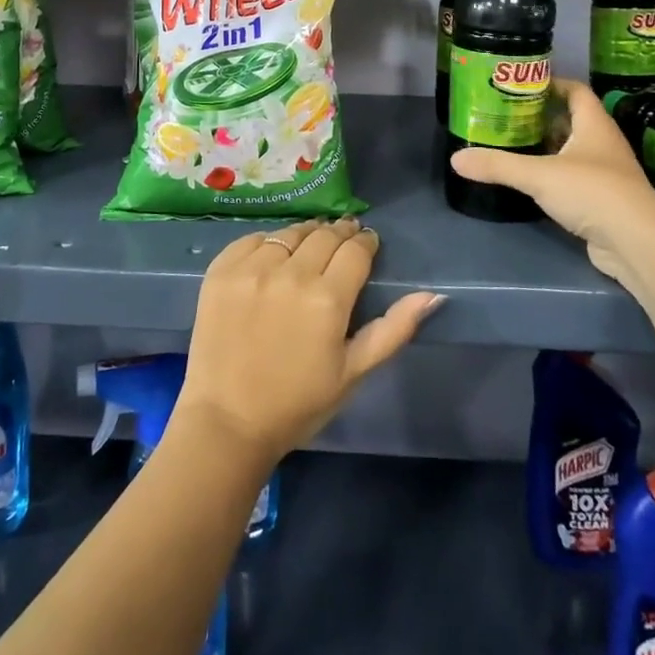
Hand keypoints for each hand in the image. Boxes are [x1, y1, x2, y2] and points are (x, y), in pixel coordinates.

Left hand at [176, 218, 441, 465]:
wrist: (228, 421)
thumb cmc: (298, 403)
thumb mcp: (354, 372)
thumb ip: (394, 329)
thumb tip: (433, 295)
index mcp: (327, 299)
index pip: (355, 250)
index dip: (366, 242)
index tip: (368, 243)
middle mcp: (290, 273)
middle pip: (324, 235)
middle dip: (341, 233)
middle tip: (345, 239)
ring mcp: (252, 269)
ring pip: (290, 233)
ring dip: (307, 234)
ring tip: (312, 244)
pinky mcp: (221, 271)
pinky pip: (253, 239)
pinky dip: (269, 243)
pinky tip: (275, 256)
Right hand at [449, 79, 654, 287]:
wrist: (638, 244)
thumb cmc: (593, 192)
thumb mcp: (539, 175)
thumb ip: (498, 165)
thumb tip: (456, 159)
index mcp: (595, 124)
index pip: (576, 90)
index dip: (551, 83)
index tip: (520, 84)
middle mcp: (603, 143)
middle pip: (572, 119)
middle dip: (541, 115)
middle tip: (506, 114)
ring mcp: (606, 173)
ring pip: (572, 150)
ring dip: (547, 146)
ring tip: (512, 143)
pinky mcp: (603, 200)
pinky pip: (574, 177)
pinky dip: (553, 174)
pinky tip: (531, 180)